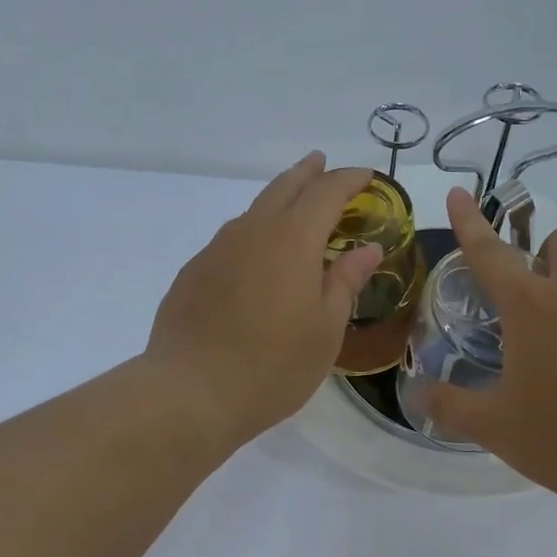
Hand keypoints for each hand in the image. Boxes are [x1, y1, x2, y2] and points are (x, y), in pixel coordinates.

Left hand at [146, 154, 382, 449]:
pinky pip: (231, 240)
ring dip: (277, 201)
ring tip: (293, 210)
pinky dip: (253, 234)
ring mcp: (216, 250)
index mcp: (292, 240)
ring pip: (253, 211)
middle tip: (322, 164)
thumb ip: (346, 282)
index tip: (366, 177)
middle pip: (283, 187)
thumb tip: (367, 248)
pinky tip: (256, 259)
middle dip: (307, 173)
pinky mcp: (193, 272)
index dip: (348, 180)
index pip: (325, 193)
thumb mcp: (325, 329)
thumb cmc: (272, 366)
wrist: (190, 392)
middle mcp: (251, 232)